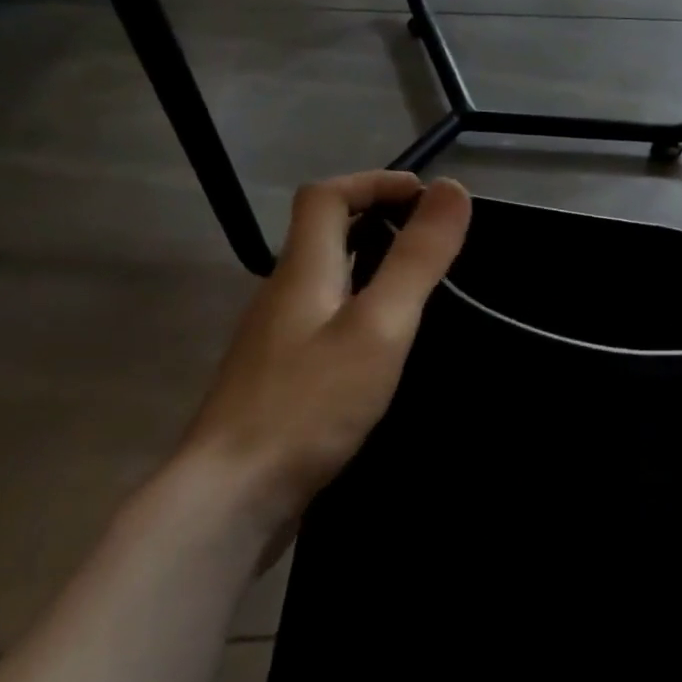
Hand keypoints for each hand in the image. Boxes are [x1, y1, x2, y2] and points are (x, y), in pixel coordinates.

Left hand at [174, 171, 470, 555]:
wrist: (230, 499)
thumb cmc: (310, 404)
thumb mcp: (380, 325)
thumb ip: (417, 259)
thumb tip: (452, 188)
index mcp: (302, 272)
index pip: (327, 197)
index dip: (375, 183)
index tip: (428, 198)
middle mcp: (282, 296)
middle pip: (323, 235)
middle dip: (379, 219)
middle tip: (434, 239)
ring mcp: (276, 341)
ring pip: (326, 280)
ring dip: (372, 265)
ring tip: (422, 286)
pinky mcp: (281, 379)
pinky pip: (326, 320)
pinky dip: (362, 308)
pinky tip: (386, 345)